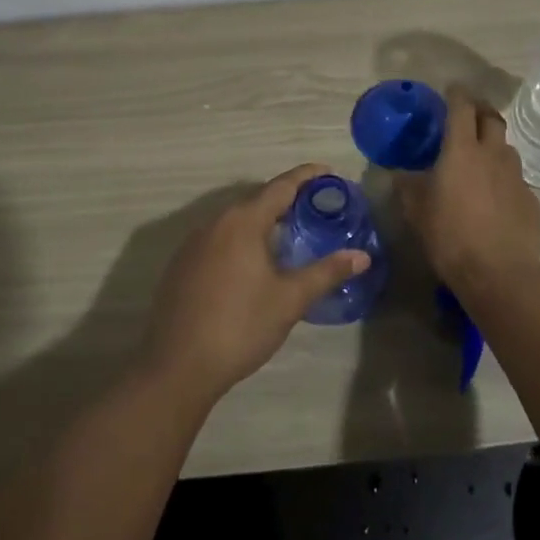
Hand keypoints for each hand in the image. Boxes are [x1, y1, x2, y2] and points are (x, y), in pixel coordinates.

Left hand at [141, 165, 371, 403]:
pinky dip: (240, 239)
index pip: (281, 186)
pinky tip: (252, 263)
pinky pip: (218, 238)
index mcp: (242, 221)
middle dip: (286, 199)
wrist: (177, 367)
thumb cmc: (240, 327)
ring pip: (235, 220)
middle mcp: (215, 222)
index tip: (329, 172)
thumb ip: (326, 272)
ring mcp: (193, 243)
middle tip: (315, 208)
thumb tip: (362, 256)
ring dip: (262, 221)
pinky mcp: (181, 265)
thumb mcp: (290, 300)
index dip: (307, 176)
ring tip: (288, 234)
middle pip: (257, 200)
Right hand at [399, 88, 539, 296]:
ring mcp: (516, 176)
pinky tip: (494, 196)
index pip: (461, 107)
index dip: (456, 94)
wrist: (500, 273)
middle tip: (467, 115)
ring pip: (506, 147)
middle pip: (491, 118)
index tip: (451, 88)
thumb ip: (407, 186)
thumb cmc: (450, 236)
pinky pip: (515, 177)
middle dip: (480, 110)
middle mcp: (492, 154)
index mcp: (462, 150)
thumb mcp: (416, 211)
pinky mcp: (530, 199)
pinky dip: (503, 177)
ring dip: (493, 144)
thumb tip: (397, 174)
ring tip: (480, 157)